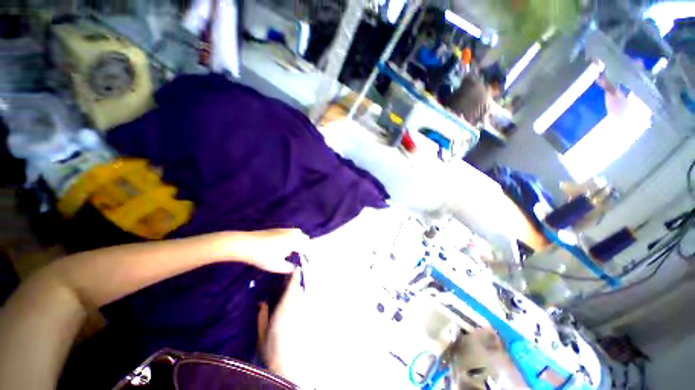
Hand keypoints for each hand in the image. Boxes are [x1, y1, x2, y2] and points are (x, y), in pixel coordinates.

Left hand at [229, 229, 309, 273]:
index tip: (309, 263)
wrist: (247, 243)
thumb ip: (289, 268)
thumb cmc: (264, 256)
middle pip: (305, 239)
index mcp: (295, 241)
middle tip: (303, 257)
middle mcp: (293, 233)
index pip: (307, 248)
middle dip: (306, 247)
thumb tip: (296, 269)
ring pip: (298, 234)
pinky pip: (291, 232)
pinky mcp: (278, 229)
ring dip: (300, 241)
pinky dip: (293, 238)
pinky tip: (285, 245)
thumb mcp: (277, 266)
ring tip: (296, 251)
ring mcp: (285, 230)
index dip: (309, 256)